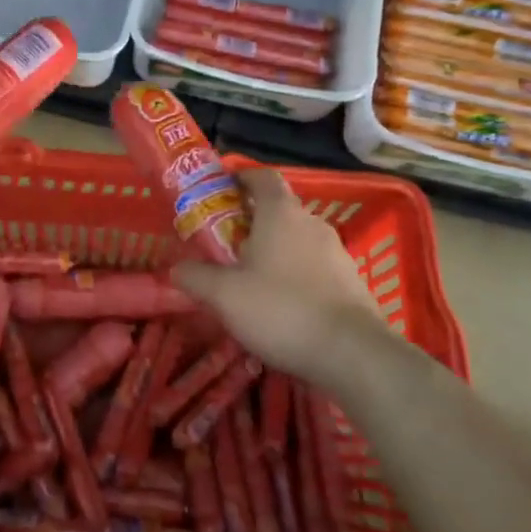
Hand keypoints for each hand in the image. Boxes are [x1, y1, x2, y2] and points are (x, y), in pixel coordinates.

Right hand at [170, 167, 384, 383]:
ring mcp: (337, 252)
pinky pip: (316, 266)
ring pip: (299, 239)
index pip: (263, 177)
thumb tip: (176, 269)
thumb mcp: (224, 295)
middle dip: (254, 221)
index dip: (242, 178)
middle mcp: (312, 223)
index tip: (223, 189)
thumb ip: (196, 277)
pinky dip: (297, 275)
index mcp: (280, 213)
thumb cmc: (281, 310)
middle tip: (227, 243)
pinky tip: (284, 305)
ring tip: (253, 278)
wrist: (353, 354)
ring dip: (277, 250)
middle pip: (280, 209)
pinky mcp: (352, 281)